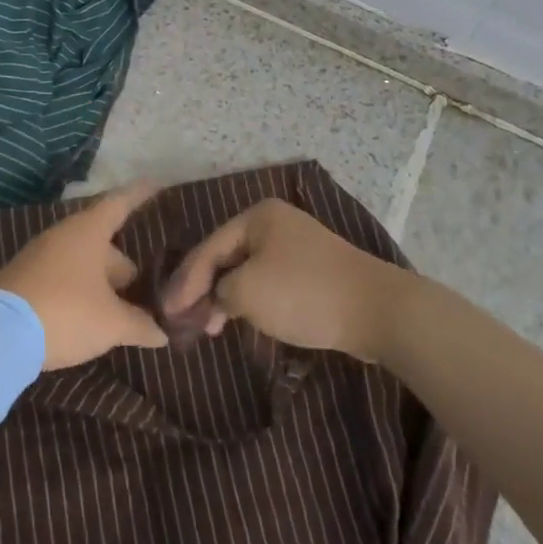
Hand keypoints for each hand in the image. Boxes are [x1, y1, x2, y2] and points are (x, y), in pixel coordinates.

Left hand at [0, 182, 168, 368]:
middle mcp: (63, 235)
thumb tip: (162, 333)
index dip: (139, 194)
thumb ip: (140, 325)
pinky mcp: (22, 279)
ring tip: (118, 307)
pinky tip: (86, 317)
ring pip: (80, 261)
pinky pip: (61, 277)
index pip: (120, 203)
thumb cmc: (66, 313)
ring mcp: (38, 256)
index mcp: (88, 231)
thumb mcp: (111, 324)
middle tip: (142, 286)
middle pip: (102, 240)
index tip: (156, 183)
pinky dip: (78, 291)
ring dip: (99, 281)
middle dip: (122, 264)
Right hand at [161, 198, 407, 360]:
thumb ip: (219, 292)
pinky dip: (252, 300)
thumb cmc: (303, 293)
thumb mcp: (247, 292)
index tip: (167, 310)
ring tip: (210, 327)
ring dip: (227, 297)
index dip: (185, 281)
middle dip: (205, 288)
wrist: (375, 309)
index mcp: (257, 216)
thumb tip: (217, 299)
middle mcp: (275, 223)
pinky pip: (269, 281)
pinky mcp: (312, 271)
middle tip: (186, 320)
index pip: (209, 247)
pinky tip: (242, 320)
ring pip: (248, 270)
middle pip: (227, 256)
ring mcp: (296, 245)